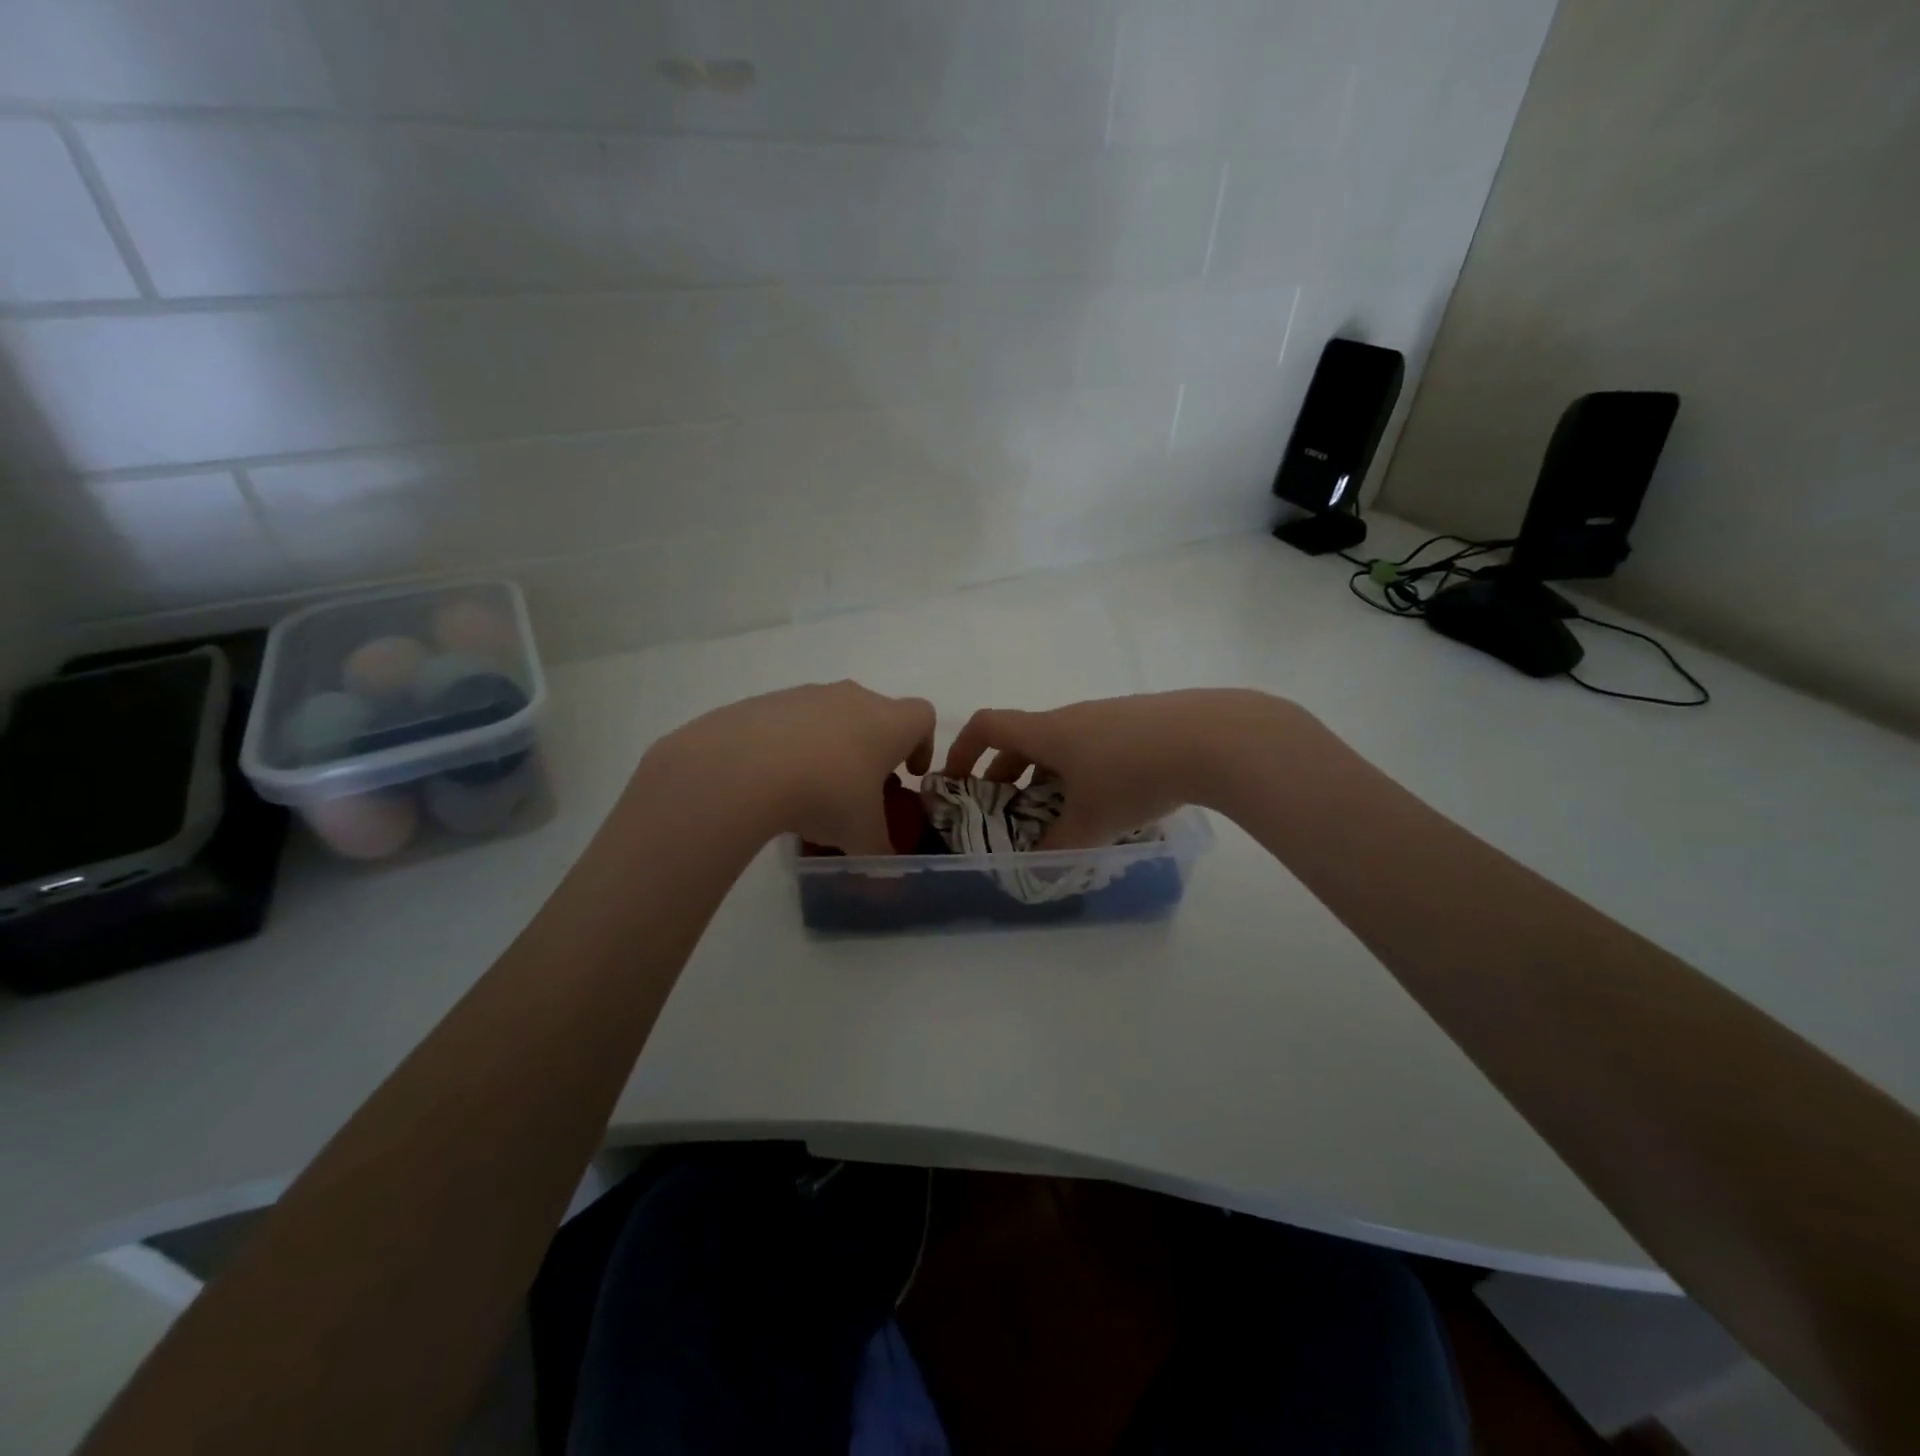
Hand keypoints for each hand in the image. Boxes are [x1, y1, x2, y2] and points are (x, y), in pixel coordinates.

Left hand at [642, 681, 934, 854]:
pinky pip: (792, 721)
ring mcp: (808, 695)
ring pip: (833, 716)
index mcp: (889, 723)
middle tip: (861, 788)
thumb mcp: (860, 836)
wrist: (744, 766)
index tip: (908, 773)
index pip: (923, 716)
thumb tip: (887, 879)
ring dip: (833, 745)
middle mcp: (854, 698)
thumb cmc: (826, 795)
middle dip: (875, 748)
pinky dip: (793, 745)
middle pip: (877, 714)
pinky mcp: (768, 701)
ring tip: (813, 788)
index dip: (922, 744)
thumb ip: (880, 854)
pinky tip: (775, 779)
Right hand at [942, 689, 1301, 848]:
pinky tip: (1107, 801)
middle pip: (1023, 738)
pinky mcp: (1140, 722)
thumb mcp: (1091, 821)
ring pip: (1061, 744)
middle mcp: (1071, 717)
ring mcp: (1107, 716)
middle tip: (1006, 811)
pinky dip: (1081, 770)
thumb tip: (1034, 867)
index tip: (956, 780)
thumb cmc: (1135, 775)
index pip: (987, 726)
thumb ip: (1057, 847)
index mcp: (1047, 732)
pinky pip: (1093, 744)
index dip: (963, 750)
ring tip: (1058, 813)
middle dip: (1005, 774)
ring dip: (1046, 775)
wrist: (1212, 738)